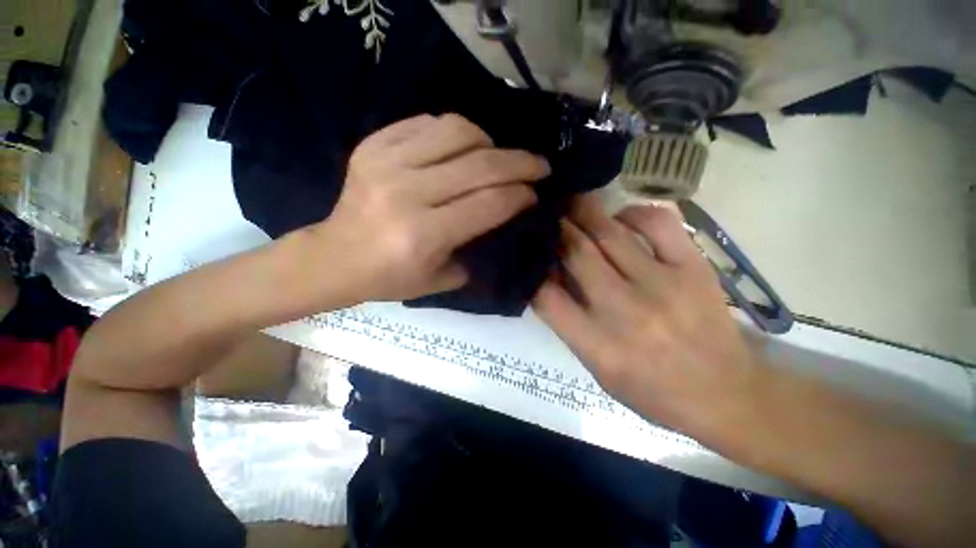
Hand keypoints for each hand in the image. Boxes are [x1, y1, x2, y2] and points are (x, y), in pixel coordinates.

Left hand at [308, 114, 549, 302]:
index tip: (535, 193)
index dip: (520, 195)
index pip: (489, 203)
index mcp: (424, 235)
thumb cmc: (389, 278)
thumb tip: (506, 217)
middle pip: (479, 165)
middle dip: (520, 163)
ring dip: (488, 142)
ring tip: (497, 156)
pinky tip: (463, 147)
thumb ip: (477, 250)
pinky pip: (426, 123)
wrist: (335, 258)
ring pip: (456, 132)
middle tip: (539, 165)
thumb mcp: (442, 280)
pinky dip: (454, 131)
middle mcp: (406, 194)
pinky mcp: (372, 145)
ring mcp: (386, 162)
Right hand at [533, 194, 764, 439]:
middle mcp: (624, 311)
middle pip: (576, 254)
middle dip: (555, 229)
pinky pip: (658, 223)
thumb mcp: (598, 369)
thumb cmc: (653, 390)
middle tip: (546, 214)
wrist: (726, 394)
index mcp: (597, 345)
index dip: (532, 271)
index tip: (529, 254)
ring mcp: (662, 285)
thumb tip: (550, 278)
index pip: (546, 297)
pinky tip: (622, 217)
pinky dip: (633, 212)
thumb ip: (569, 325)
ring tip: (571, 203)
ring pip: (610, 233)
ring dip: (584, 213)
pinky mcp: (693, 268)